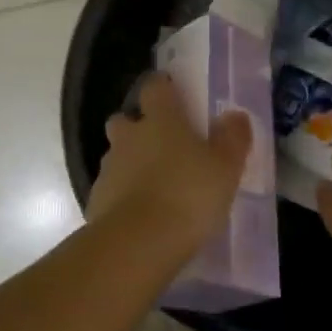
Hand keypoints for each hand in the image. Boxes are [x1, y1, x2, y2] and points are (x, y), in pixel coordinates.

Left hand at [88, 75, 252, 255]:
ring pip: (117, 155)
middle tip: (163, 146)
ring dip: (131, 163)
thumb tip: (234, 115)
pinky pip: (111, 188)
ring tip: (156, 186)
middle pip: (125, 120)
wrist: (138, 244)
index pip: (155, 87)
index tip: (174, 95)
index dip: (163, 88)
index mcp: (161, 120)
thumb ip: (232, 138)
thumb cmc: (188, 195)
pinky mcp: (97, 200)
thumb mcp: (226, 168)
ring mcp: (109, 168)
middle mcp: (129, 137)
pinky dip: (123, 195)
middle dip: (138, 127)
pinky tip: (142, 214)